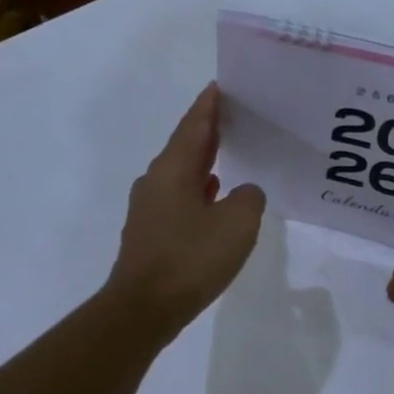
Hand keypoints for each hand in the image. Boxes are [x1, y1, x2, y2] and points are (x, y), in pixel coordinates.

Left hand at [105, 83, 265, 340]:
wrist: (144, 308)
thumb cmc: (191, 258)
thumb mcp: (238, 224)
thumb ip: (249, 198)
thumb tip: (244, 192)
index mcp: (174, 169)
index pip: (195, 125)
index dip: (210, 105)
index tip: (221, 85)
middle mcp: (156, 181)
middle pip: (186, 146)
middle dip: (209, 130)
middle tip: (235, 116)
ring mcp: (149, 208)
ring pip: (182, 173)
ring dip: (205, 161)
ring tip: (230, 153)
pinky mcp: (151, 233)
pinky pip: (180, 198)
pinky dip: (199, 190)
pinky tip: (214, 198)